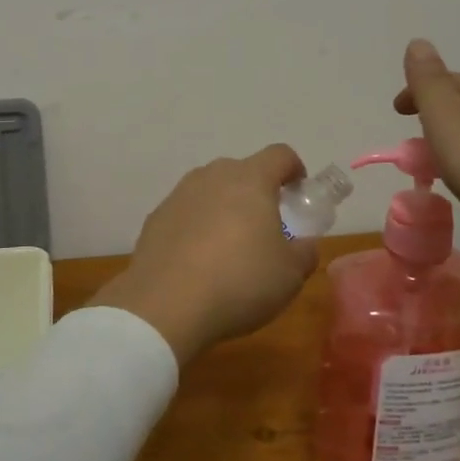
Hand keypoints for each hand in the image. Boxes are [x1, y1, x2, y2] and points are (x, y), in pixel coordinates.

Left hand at [100, 146, 319, 364]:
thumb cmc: (240, 282)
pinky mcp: (155, 218)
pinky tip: (198, 262)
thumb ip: (304, 252)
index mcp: (251, 180)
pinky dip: (196, 227)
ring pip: (211, 190)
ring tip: (230, 246)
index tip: (298, 191)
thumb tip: (303, 244)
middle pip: (242, 171)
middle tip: (266, 226)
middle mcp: (212, 176)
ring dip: (224, 208)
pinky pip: (186, 213)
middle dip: (257, 192)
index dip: (294, 169)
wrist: (165, 306)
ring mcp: (179, 195)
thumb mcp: (290, 275)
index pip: (280, 155)